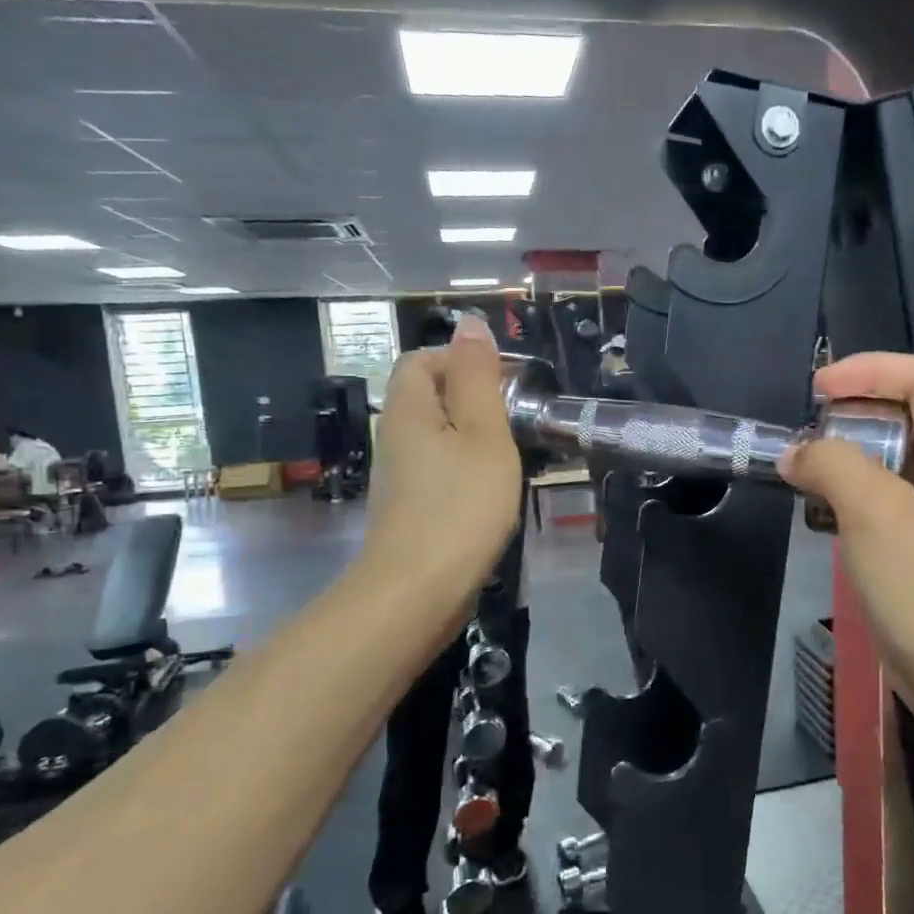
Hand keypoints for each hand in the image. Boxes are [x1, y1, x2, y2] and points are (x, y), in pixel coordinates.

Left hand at [362, 314, 521, 611]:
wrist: (419, 591)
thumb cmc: (460, 505)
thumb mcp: (482, 432)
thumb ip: (477, 377)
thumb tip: (469, 322)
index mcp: (408, 409)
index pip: (420, 360)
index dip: (459, 358)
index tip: (504, 381)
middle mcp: (395, 437)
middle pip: (429, 397)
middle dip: (475, 399)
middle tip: (518, 418)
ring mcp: (401, 477)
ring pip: (438, 437)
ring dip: (476, 437)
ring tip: (514, 453)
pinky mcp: (412, 510)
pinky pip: (441, 471)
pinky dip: (469, 471)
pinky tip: (495, 492)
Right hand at [781, 353, 913, 710]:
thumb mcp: (879, 515)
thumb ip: (832, 467)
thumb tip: (796, 454)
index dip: (870, 370)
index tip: (815, 392)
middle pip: (908, 418)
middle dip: (853, 418)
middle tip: (804, 442)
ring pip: (893, 468)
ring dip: (848, 464)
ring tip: (804, 481)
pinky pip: (887, 511)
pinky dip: (852, 505)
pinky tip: (824, 525)